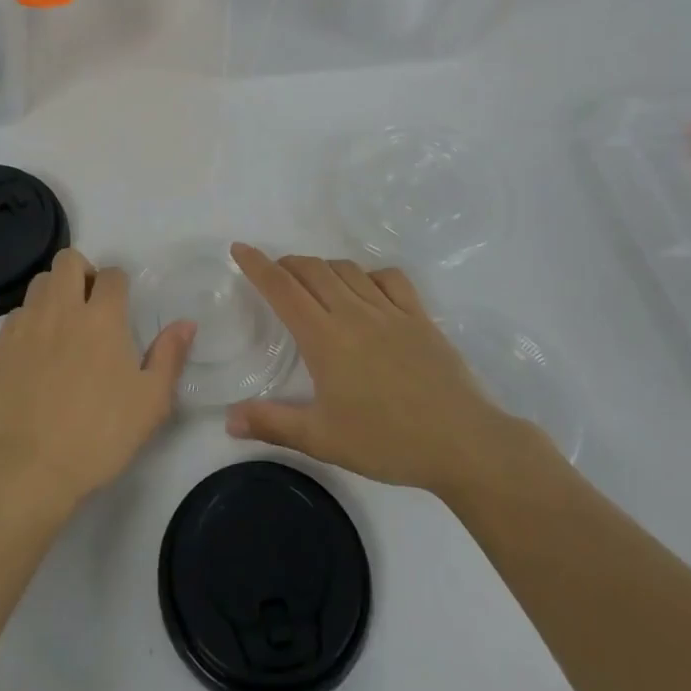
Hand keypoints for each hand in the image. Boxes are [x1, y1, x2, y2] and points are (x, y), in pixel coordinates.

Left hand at [0, 249, 195, 516]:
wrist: (29, 468)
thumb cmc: (100, 435)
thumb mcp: (151, 402)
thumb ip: (170, 356)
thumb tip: (186, 323)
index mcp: (103, 318)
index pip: (113, 274)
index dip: (120, 285)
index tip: (121, 306)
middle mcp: (62, 309)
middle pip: (68, 260)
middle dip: (83, 272)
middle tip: (89, 305)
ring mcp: (26, 325)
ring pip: (40, 283)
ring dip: (54, 293)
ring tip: (62, 326)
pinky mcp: (0, 346)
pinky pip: (16, 315)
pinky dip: (30, 322)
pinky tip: (36, 354)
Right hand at [225, 244, 548, 499]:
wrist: (462, 442)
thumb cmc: (387, 441)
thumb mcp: (322, 439)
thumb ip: (272, 424)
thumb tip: (228, 419)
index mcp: (324, 337)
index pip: (282, 288)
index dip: (257, 265)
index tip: (239, 248)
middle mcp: (353, 312)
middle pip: (312, 270)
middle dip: (286, 264)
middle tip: (274, 274)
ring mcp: (390, 310)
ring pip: (347, 270)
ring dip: (322, 267)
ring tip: (313, 280)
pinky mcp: (419, 316)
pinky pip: (390, 279)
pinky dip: (369, 274)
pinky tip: (366, 287)